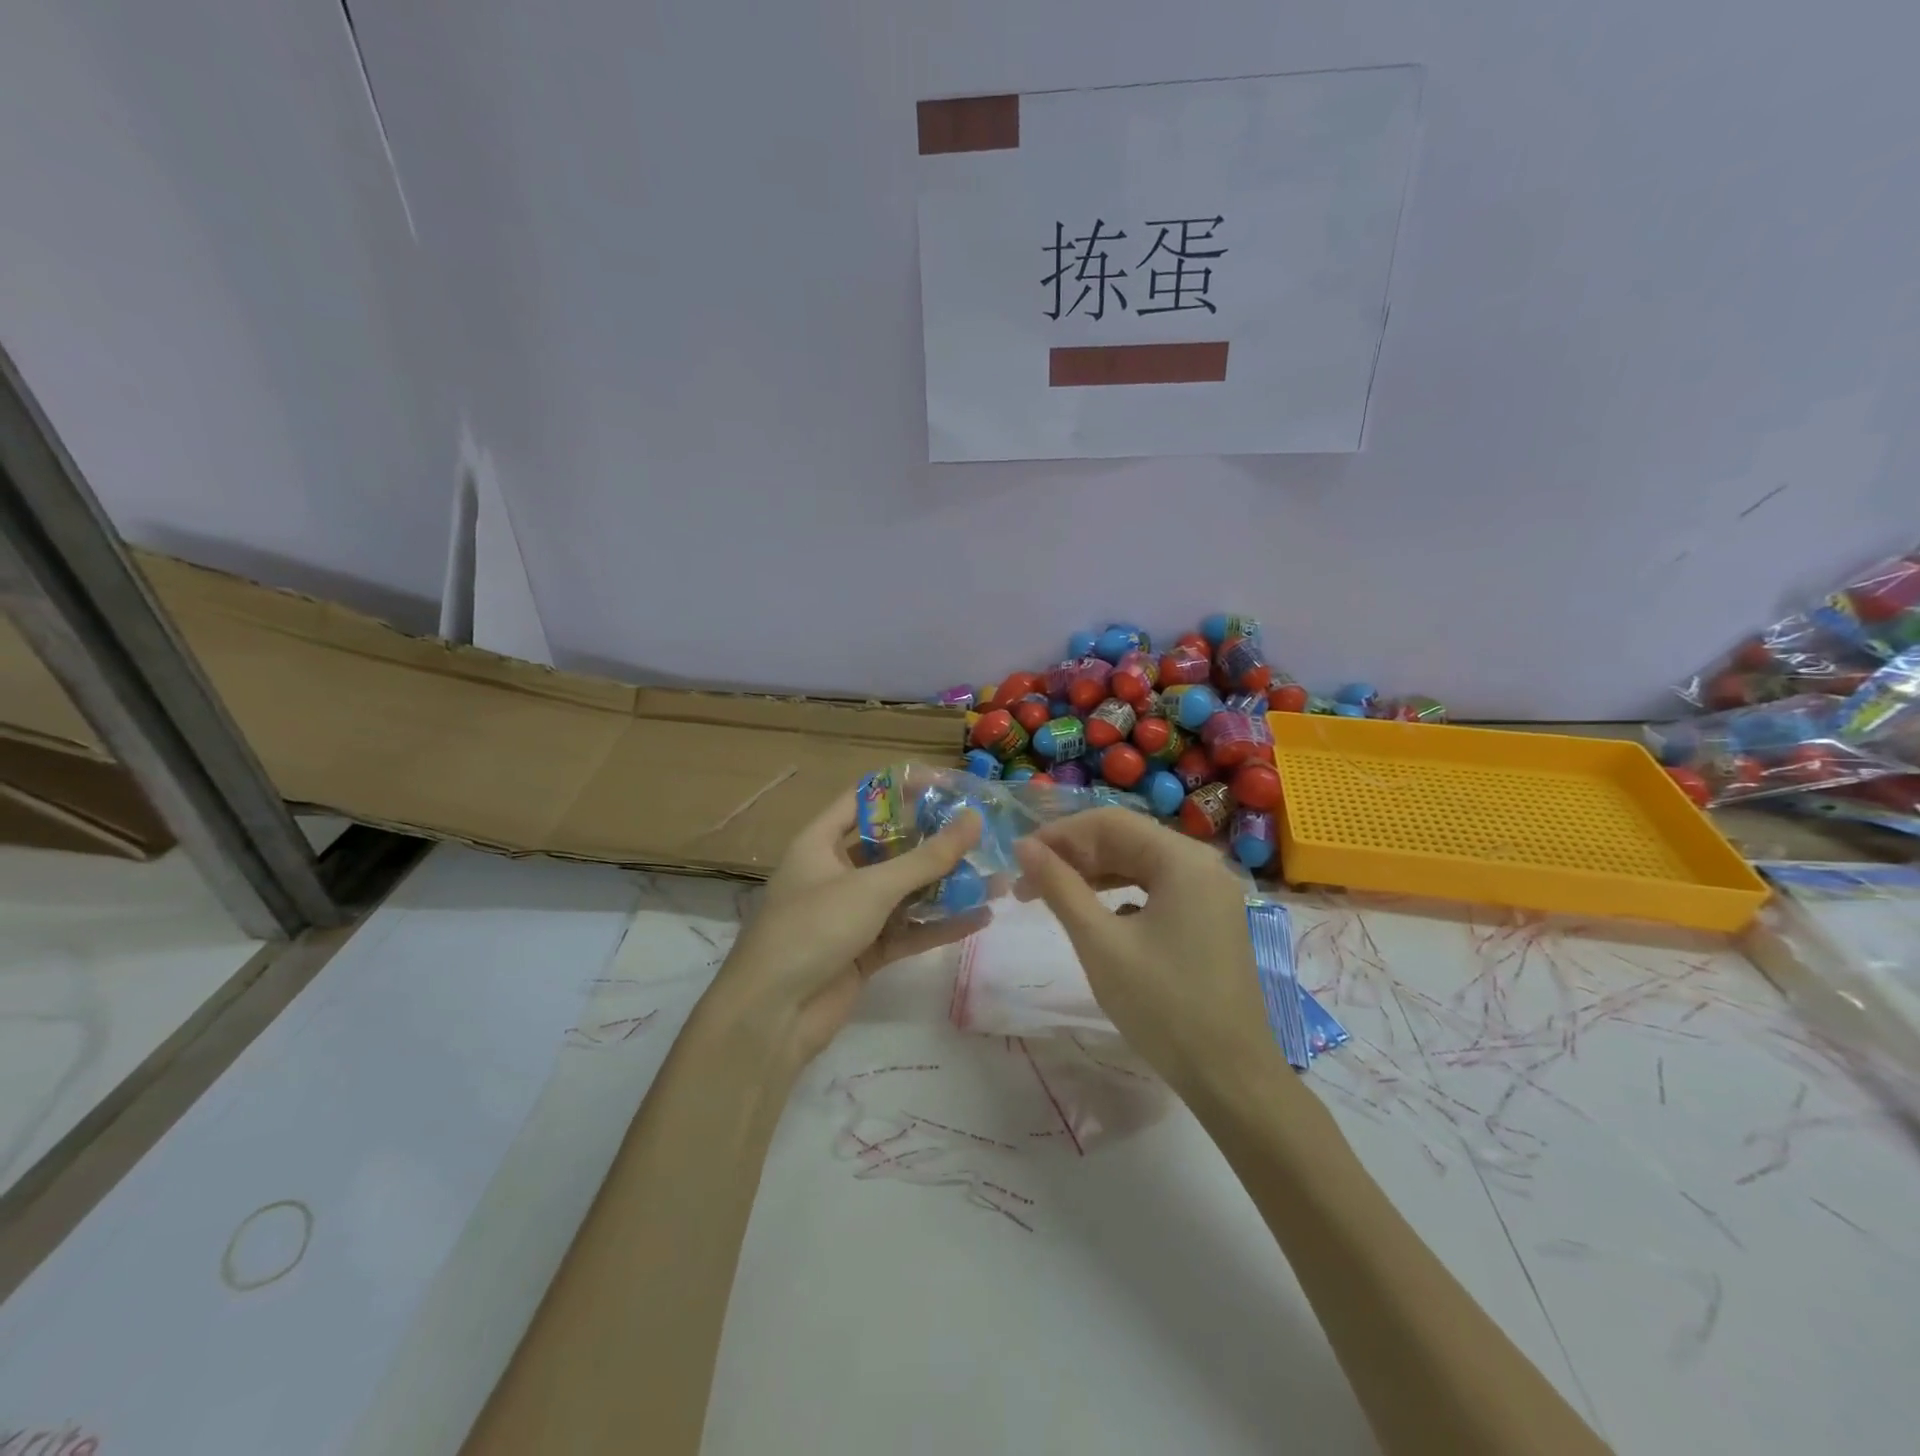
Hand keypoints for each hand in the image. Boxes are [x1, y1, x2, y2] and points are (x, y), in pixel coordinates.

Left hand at [702, 792, 986, 1072]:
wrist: (771, 1016)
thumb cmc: (812, 929)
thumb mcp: (871, 887)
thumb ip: (926, 857)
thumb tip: (973, 819)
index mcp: (820, 844)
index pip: (863, 800)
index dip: (902, 788)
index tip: (948, 785)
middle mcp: (835, 873)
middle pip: (891, 847)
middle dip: (935, 842)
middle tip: (982, 833)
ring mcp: (851, 915)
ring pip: (906, 892)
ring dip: (947, 886)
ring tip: (995, 877)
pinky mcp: (866, 952)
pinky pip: (909, 931)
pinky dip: (940, 925)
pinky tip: (981, 917)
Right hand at [1013, 808, 1271, 1091]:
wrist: (1230, 1077)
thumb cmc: (1162, 1006)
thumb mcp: (1099, 942)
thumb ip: (1059, 886)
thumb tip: (1023, 846)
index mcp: (1183, 859)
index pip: (1109, 822)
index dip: (1059, 834)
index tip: (1019, 858)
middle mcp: (1203, 864)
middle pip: (1126, 839)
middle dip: (1074, 856)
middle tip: (1027, 884)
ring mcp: (1211, 892)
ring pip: (1140, 864)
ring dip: (1093, 875)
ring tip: (1050, 897)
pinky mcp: (1211, 918)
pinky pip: (1157, 889)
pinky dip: (1120, 894)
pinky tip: (1096, 917)